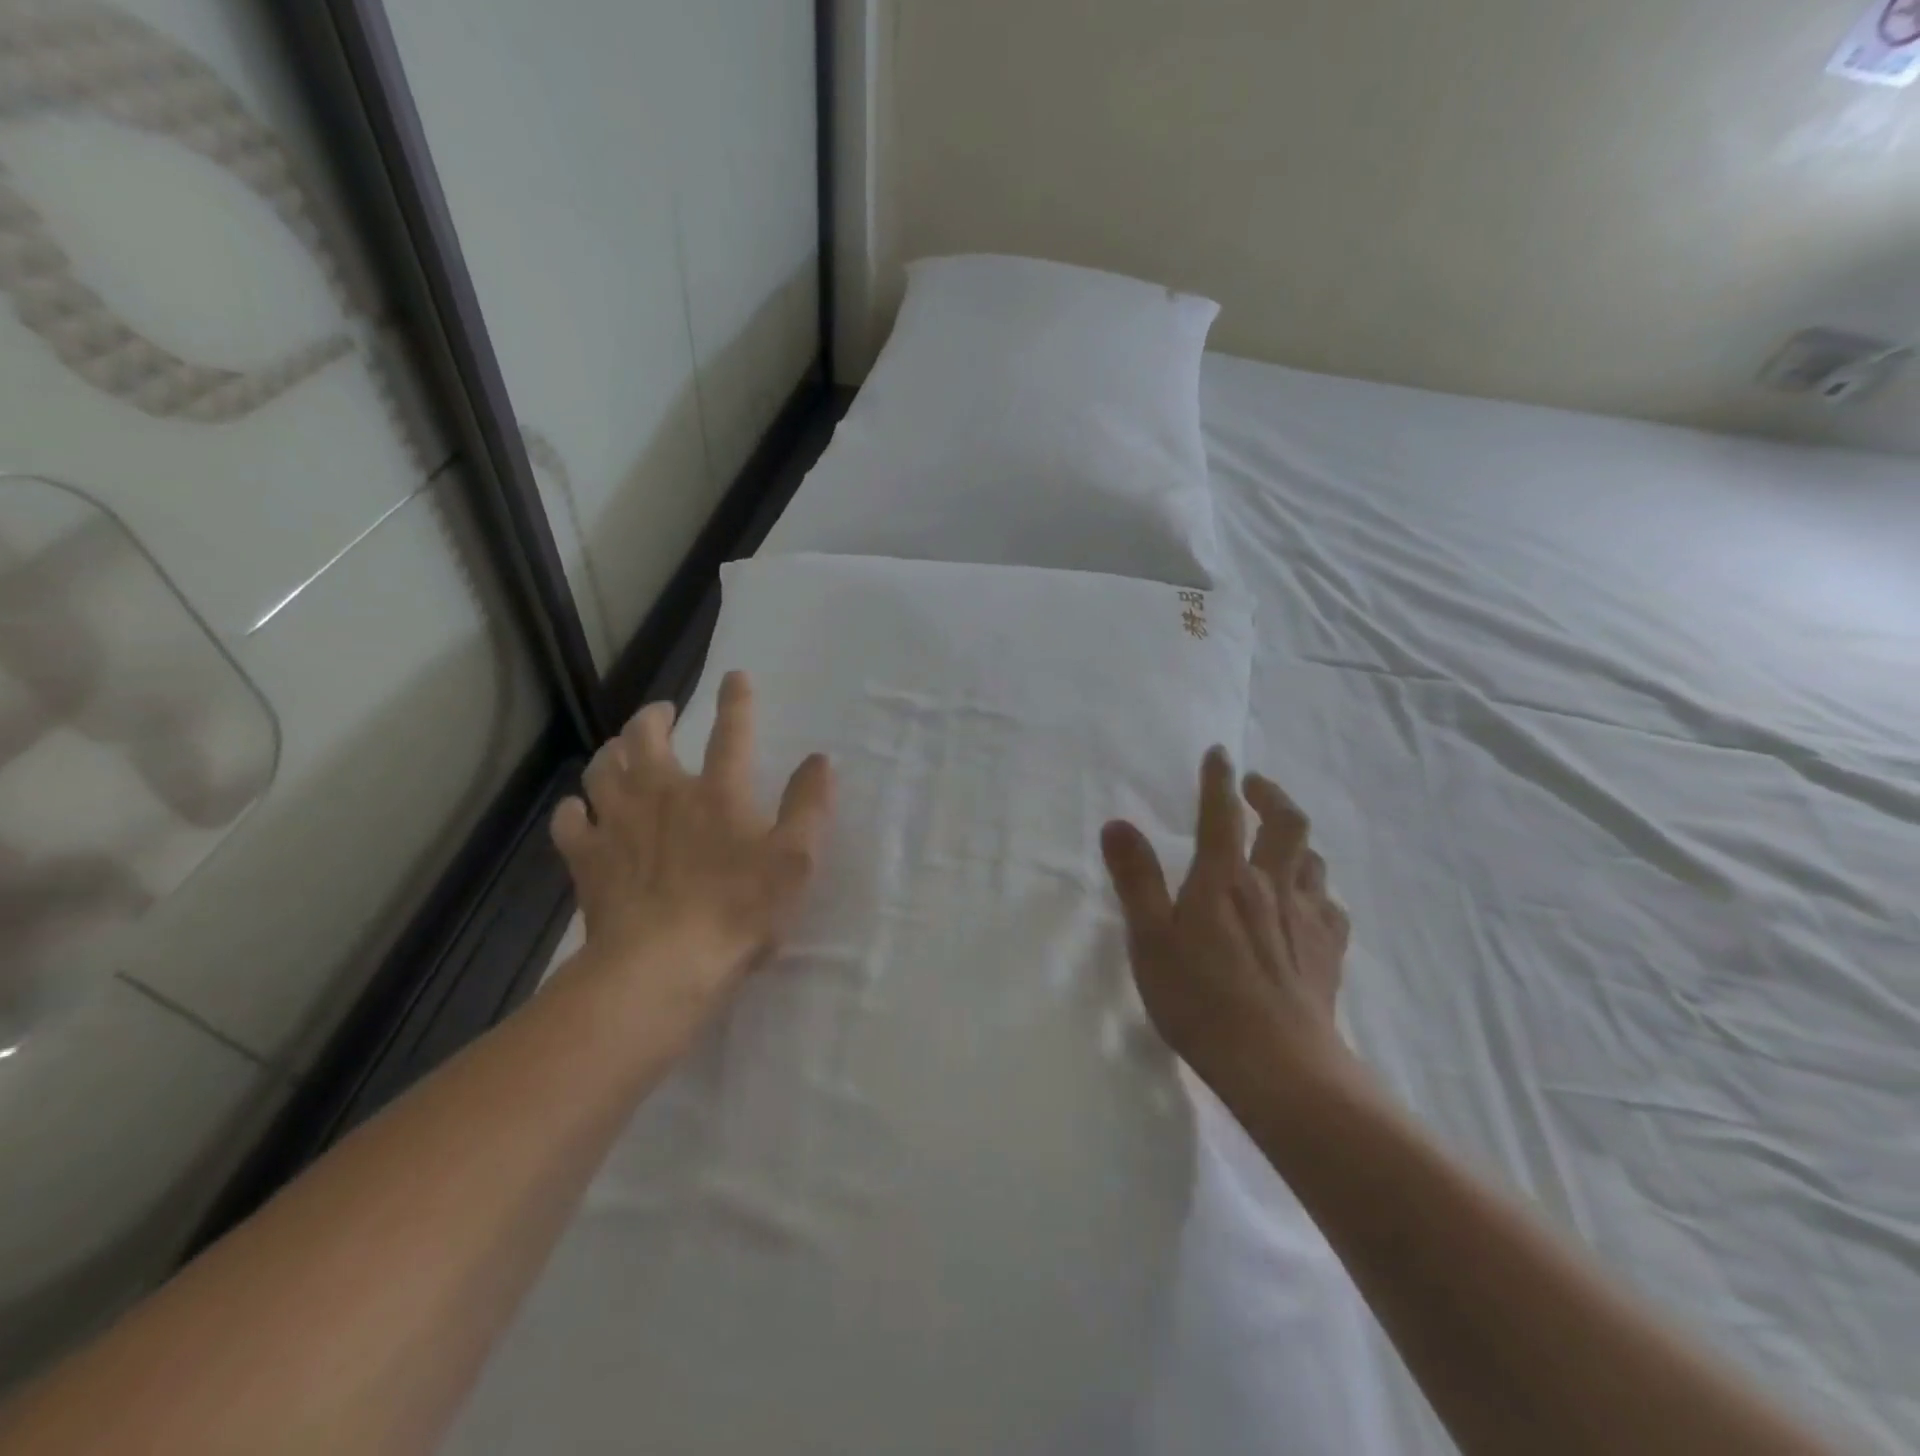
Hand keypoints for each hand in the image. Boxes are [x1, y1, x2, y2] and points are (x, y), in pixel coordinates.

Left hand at [551, 672, 834, 1030]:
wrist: (660, 967)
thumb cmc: (738, 912)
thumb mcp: (795, 860)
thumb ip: (809, 805)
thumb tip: (820, 760)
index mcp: (717, 792)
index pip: (731, 732)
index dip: (736, 700)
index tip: (734, 676)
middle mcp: (662, 793)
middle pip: (646, 736)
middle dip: (653, 716)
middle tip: (662, 713)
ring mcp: (617, 823)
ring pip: (601, 768)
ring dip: (611, 752)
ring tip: (619, 752)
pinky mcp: (587, 858)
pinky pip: (570, 820)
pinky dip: (575, 809)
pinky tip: (582, 812)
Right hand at [1101, 747, 1355, 1100]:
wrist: (1276, 1064)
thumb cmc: (1199, 998)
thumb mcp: (1149, 938)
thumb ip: (1135, 878)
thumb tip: (1117, 824)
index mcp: (1223, 878)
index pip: (1221, 812)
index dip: (1218, 778)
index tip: (1219, 754)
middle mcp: (1271, 885)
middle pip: (1286, 823)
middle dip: (1270, 794)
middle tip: (1254, 786)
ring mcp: (1306, 918)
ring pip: (1313, 860)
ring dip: (1297, 840)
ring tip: (1281, 840)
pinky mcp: (1329, 951)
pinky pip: (1331, 905)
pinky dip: (1318, 891)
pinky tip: (1309, 903)